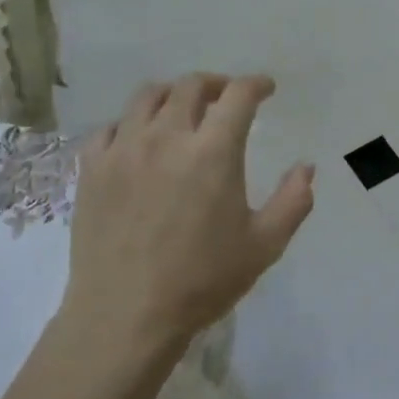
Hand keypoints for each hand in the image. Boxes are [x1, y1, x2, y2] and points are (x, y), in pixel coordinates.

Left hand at [62, 73, 314, 354]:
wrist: (126, 315)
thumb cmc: (202, 281)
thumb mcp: (264, 246)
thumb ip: (293, 201)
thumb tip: (306, 167)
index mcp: (213, 152)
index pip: (237, 96)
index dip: (255, 84)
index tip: (265, 88)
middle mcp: (166, 137)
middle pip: (190, 86)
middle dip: (215, 84)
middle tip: (225, 98)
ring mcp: (123, 150)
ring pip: (146, 97)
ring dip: (171, 95)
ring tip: (181, 110)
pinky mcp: (91, 169)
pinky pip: (109, 128)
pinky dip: (130, 124)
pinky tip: (137, 142)